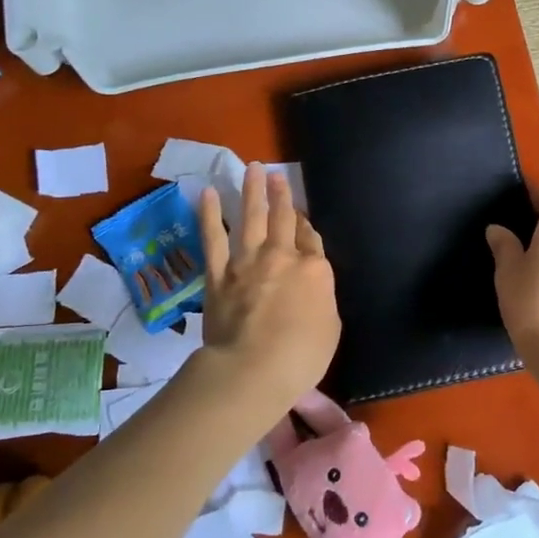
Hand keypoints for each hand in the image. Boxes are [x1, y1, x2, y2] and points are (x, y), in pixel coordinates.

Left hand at [199, 163, 339, 395]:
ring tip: (252, 169)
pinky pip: (213, 238)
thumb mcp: (330, 327)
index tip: (301, 217)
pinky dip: (210, 215)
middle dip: (281, 194)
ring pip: (251, 218)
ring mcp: (248, 262)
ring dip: (252, 192)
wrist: (253, 368)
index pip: (311, 239)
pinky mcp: (219, 274)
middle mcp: (282, 257)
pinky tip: (208, 194)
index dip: (306, 225)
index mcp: (315, 270)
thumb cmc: (302, 356)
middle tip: (276, 174)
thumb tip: (312, 287)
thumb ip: (321, 299)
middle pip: (283, 218)